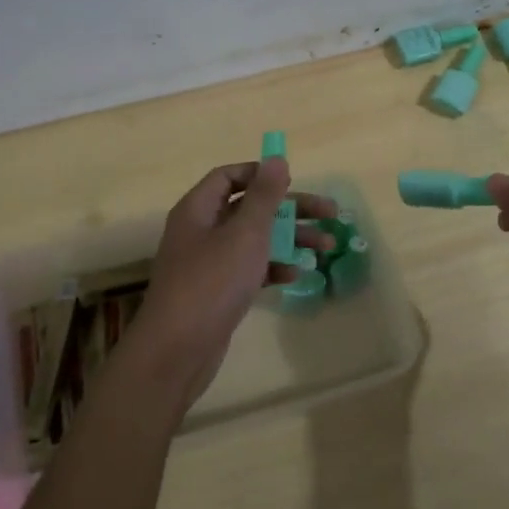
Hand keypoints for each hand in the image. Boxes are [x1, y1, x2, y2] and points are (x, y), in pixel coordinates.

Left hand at [128, 158, 336, 410]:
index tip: (293, 182)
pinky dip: (272, 267)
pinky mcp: (217, 291)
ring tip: (327, 247)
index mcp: (198, 209)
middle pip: (249, 207)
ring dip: (289, 239)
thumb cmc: (212, 283)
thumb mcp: (245, 234)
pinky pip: (249, 269)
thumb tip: (276, 159)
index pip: (229, 176)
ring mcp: (208, 263)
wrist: (178, 350)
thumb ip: (264, 196)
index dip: (261, 174)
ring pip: (253, 240)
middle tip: (331, 215)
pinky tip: (297, 275)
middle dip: (289, 209)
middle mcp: (200, 230)